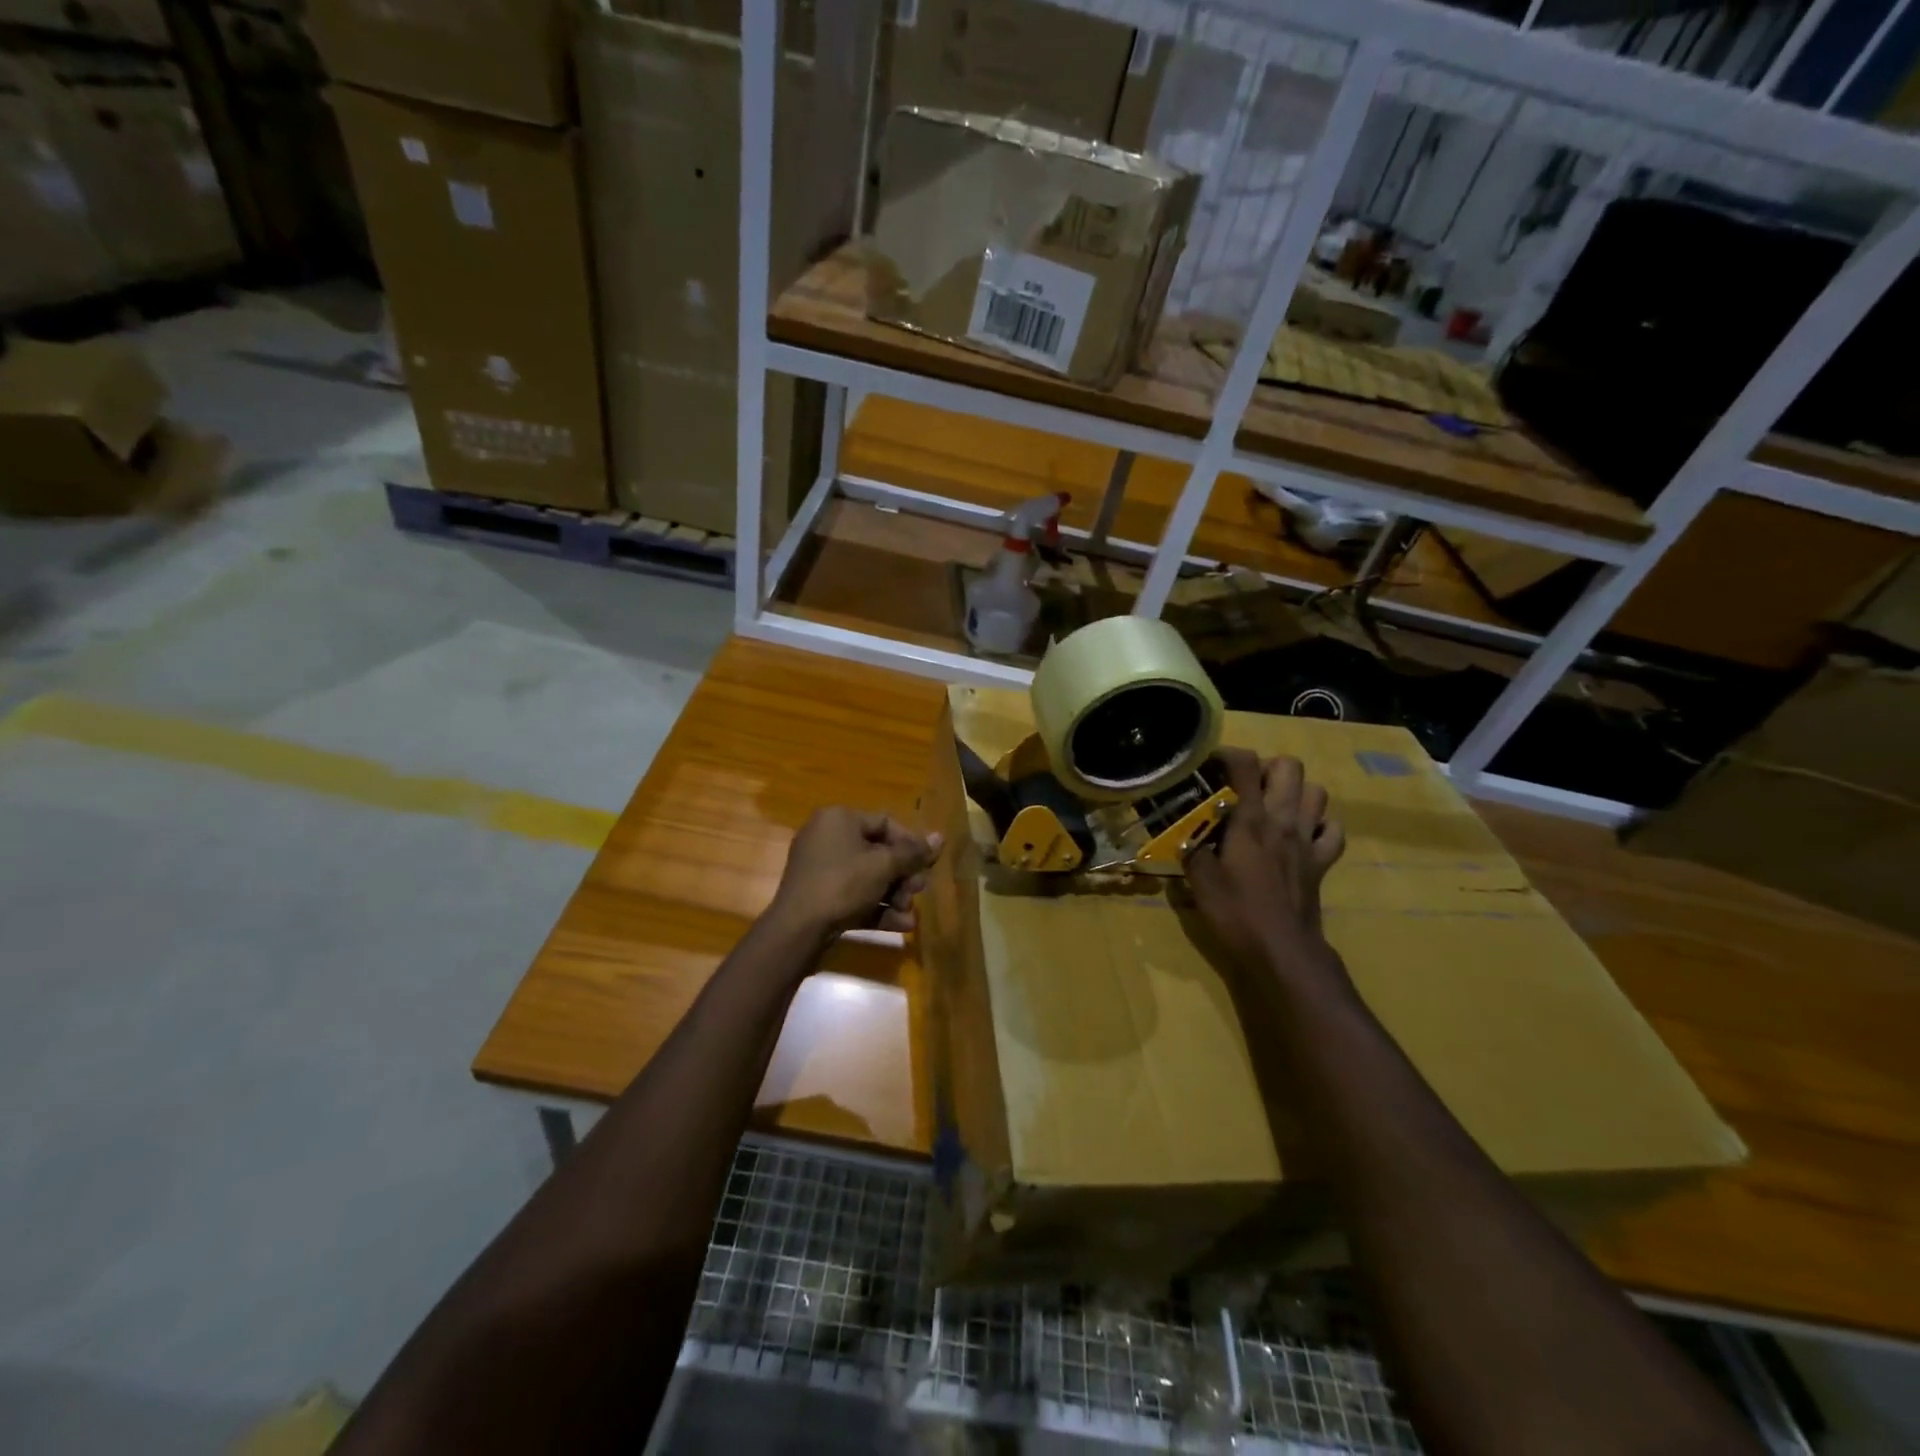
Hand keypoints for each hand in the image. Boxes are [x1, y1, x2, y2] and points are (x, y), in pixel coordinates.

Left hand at [769, 808, 943, 941]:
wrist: (797, 930)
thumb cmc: (843, 884)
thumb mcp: (884, 866)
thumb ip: (913, 853)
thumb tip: (940, 837)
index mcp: (839, 819)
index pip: (885, 823)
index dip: (911, 844)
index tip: (928, 865)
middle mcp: (827, 838)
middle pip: (878, 852)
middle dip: (903, 876)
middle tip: (918, 892)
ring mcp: (820, 869)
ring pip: (868, 878)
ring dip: (894, 896)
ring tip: (908, 914)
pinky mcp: (819, 897)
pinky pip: (854, 896)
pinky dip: (876, 908)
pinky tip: (900, 925)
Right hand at [1185, 749, 1346, 979]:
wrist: (1282, 950)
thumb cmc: (1237, 913)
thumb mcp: (1200, 881)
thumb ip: (1193, 851)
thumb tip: (1187, 839)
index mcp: (1250, 820)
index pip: (1244, 766)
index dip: (1227, 754)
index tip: (1210, 763)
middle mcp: (1283, 821)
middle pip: (1290, 767)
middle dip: (1267, 767)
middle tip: (1245, 785)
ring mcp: (1308, 841)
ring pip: (1317, 792)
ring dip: (1297, 791)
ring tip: (1274, 805)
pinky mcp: (1322, 863)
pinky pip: (1334, 830)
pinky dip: (1321, 825)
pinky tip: (1303, 834)